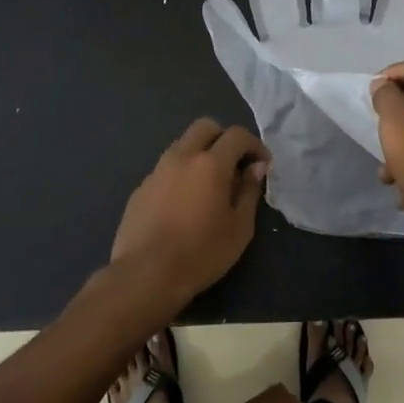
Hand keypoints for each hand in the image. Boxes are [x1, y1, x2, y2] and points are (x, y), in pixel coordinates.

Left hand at [110, 118, 268, 310]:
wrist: (145, 275)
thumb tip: (256, 167)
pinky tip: (184, 203)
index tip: (262, 165)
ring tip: (209, 185)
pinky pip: (166, 168)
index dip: (254, 145)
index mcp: (210, 163)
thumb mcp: (239, 227)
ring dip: (200, 154)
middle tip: (235, 165)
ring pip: (182, 145)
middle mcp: (181, 157)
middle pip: (205, 127)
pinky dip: (181, 174)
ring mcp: (157, 171)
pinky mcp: (140, 188)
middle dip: (224, 138)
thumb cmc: (201, 253)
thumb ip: (249, 191)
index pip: (237, 135)